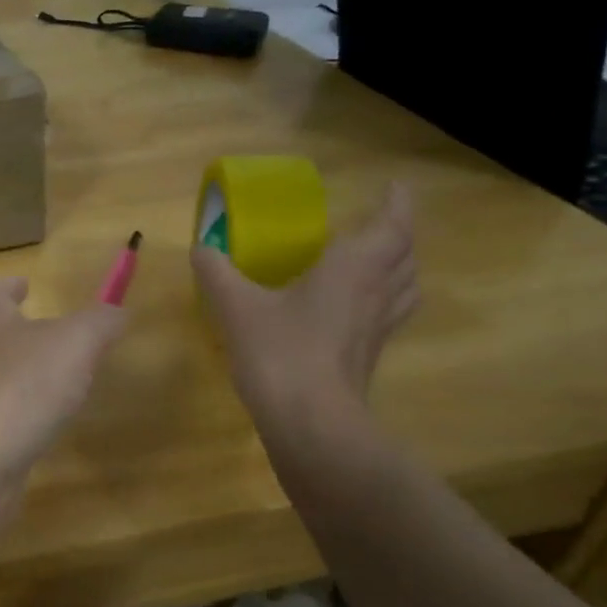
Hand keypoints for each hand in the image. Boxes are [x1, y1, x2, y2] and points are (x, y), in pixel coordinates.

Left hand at [0, 277, 127, 484]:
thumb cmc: (21, 385)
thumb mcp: (75, 343)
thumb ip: (99, 323)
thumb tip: (117, 311)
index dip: (9, 285)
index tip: (26, 284)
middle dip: (18, 329)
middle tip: (53, 334)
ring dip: (21, 373)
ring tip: (57, 380)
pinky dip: (19, 413)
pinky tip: (42, 425)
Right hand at [192, 183, 418, 423]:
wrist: (310, 420)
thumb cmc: (279, 350)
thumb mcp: (236, 305)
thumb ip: (217, 272)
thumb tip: (201, 247)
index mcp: (353, 268)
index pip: (392, 225)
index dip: (396, 203)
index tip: (394, 186)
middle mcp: (375, 292)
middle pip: (405, 256)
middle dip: (398, 234)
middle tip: (378, 223)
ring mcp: (377, 328)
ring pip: (405, 288)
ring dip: (399, 268)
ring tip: (378, 262)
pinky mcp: (369, 356)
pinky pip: (387, 316)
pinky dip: (382, 300)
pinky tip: (353, 310)